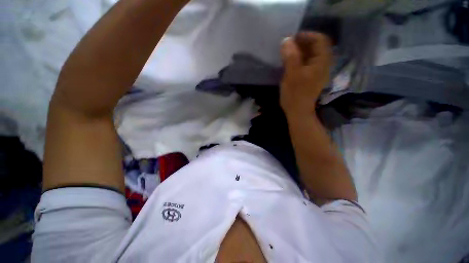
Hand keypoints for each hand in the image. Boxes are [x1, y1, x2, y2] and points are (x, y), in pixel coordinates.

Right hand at [280, 32, 331, 117]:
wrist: (298, 111)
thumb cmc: (295, 94)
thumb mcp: (291, 74)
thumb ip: (291, 56)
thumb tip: (287, 40)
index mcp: (322, 62)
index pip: (320, 39)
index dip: (306, 35)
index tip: (292, 39)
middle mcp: (323, 65)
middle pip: (317, 46)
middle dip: (303, 43)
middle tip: (289, 46)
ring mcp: (318, 72)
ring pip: (312, 55)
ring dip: (301, 51)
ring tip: (288, 53)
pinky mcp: (312, 78)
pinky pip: (308, 63)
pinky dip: (300, 60)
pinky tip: (291, 63)